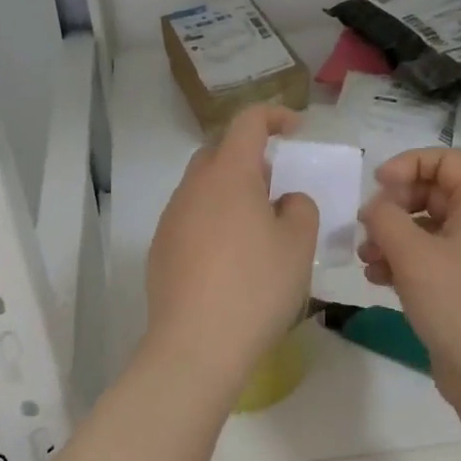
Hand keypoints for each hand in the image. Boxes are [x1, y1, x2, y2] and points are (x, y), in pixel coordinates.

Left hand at [144, 106, 319, 394]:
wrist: (196, 345)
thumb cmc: (256, 287)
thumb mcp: (297, 245)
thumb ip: (299, 209)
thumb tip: (284, 201)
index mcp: (228, 175)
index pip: (248, 122)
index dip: (274, 115)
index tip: (296, 128)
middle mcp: (193, 188)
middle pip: (218, 153)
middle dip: (249, 157)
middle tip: (277, 184)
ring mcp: (171, 219)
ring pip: (202, 188)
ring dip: (230, 192)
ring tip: (257, 226)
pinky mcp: (160, 250)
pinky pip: (191, 219)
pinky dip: (213, 222)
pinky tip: (230, 259)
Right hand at [358, 148, 460, 389]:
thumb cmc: (457, 303)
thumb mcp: (413, 254)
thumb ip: (385, 218)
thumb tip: (375, 207)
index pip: (447, 160)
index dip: (409, 164)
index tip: (377, 186)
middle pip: (433, 194)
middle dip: (394, 207)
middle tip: (367, 227)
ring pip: (427, 230)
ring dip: (392, 237)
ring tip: (367, 260)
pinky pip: (429, 260)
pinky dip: (402, 263)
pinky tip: (378, 280)